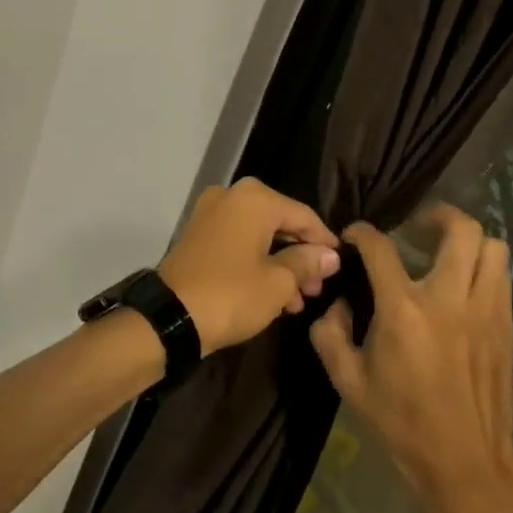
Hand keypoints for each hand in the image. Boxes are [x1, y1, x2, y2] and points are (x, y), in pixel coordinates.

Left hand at [157, 179, 339, 354]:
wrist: (170, 316)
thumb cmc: (231, 294)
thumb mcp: (278, 283)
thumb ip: (307, 263)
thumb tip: (330, 255)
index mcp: (255, 199)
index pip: (303, 215)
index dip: (325, 242)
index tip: (342, 266)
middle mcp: (232, 196)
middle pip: (280, 223)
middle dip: (301, 256)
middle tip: (319, 288)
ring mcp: (211, 213)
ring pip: (259, 235)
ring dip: (281, 264)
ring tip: (300, 300)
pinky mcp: (199, 234)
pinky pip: (239, 242)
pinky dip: (258, 262)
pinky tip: (275, 295)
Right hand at [310, 204, 512, 512]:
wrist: (466, 468)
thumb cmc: (402, 423)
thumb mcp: (347, 381)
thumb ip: (329, 332)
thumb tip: (338, 302)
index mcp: (404, 310)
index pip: (381, 247)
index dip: (362, 232)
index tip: (354, 236)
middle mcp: (450, 299)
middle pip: (460, 230)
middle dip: (436, 214)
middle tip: (417, 227)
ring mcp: (486, 312)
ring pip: (493, 248)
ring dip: (468, 240)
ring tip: (447, 251)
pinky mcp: (506, 329)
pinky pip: (503, 278)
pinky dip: (484, 268)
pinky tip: (465, 287)